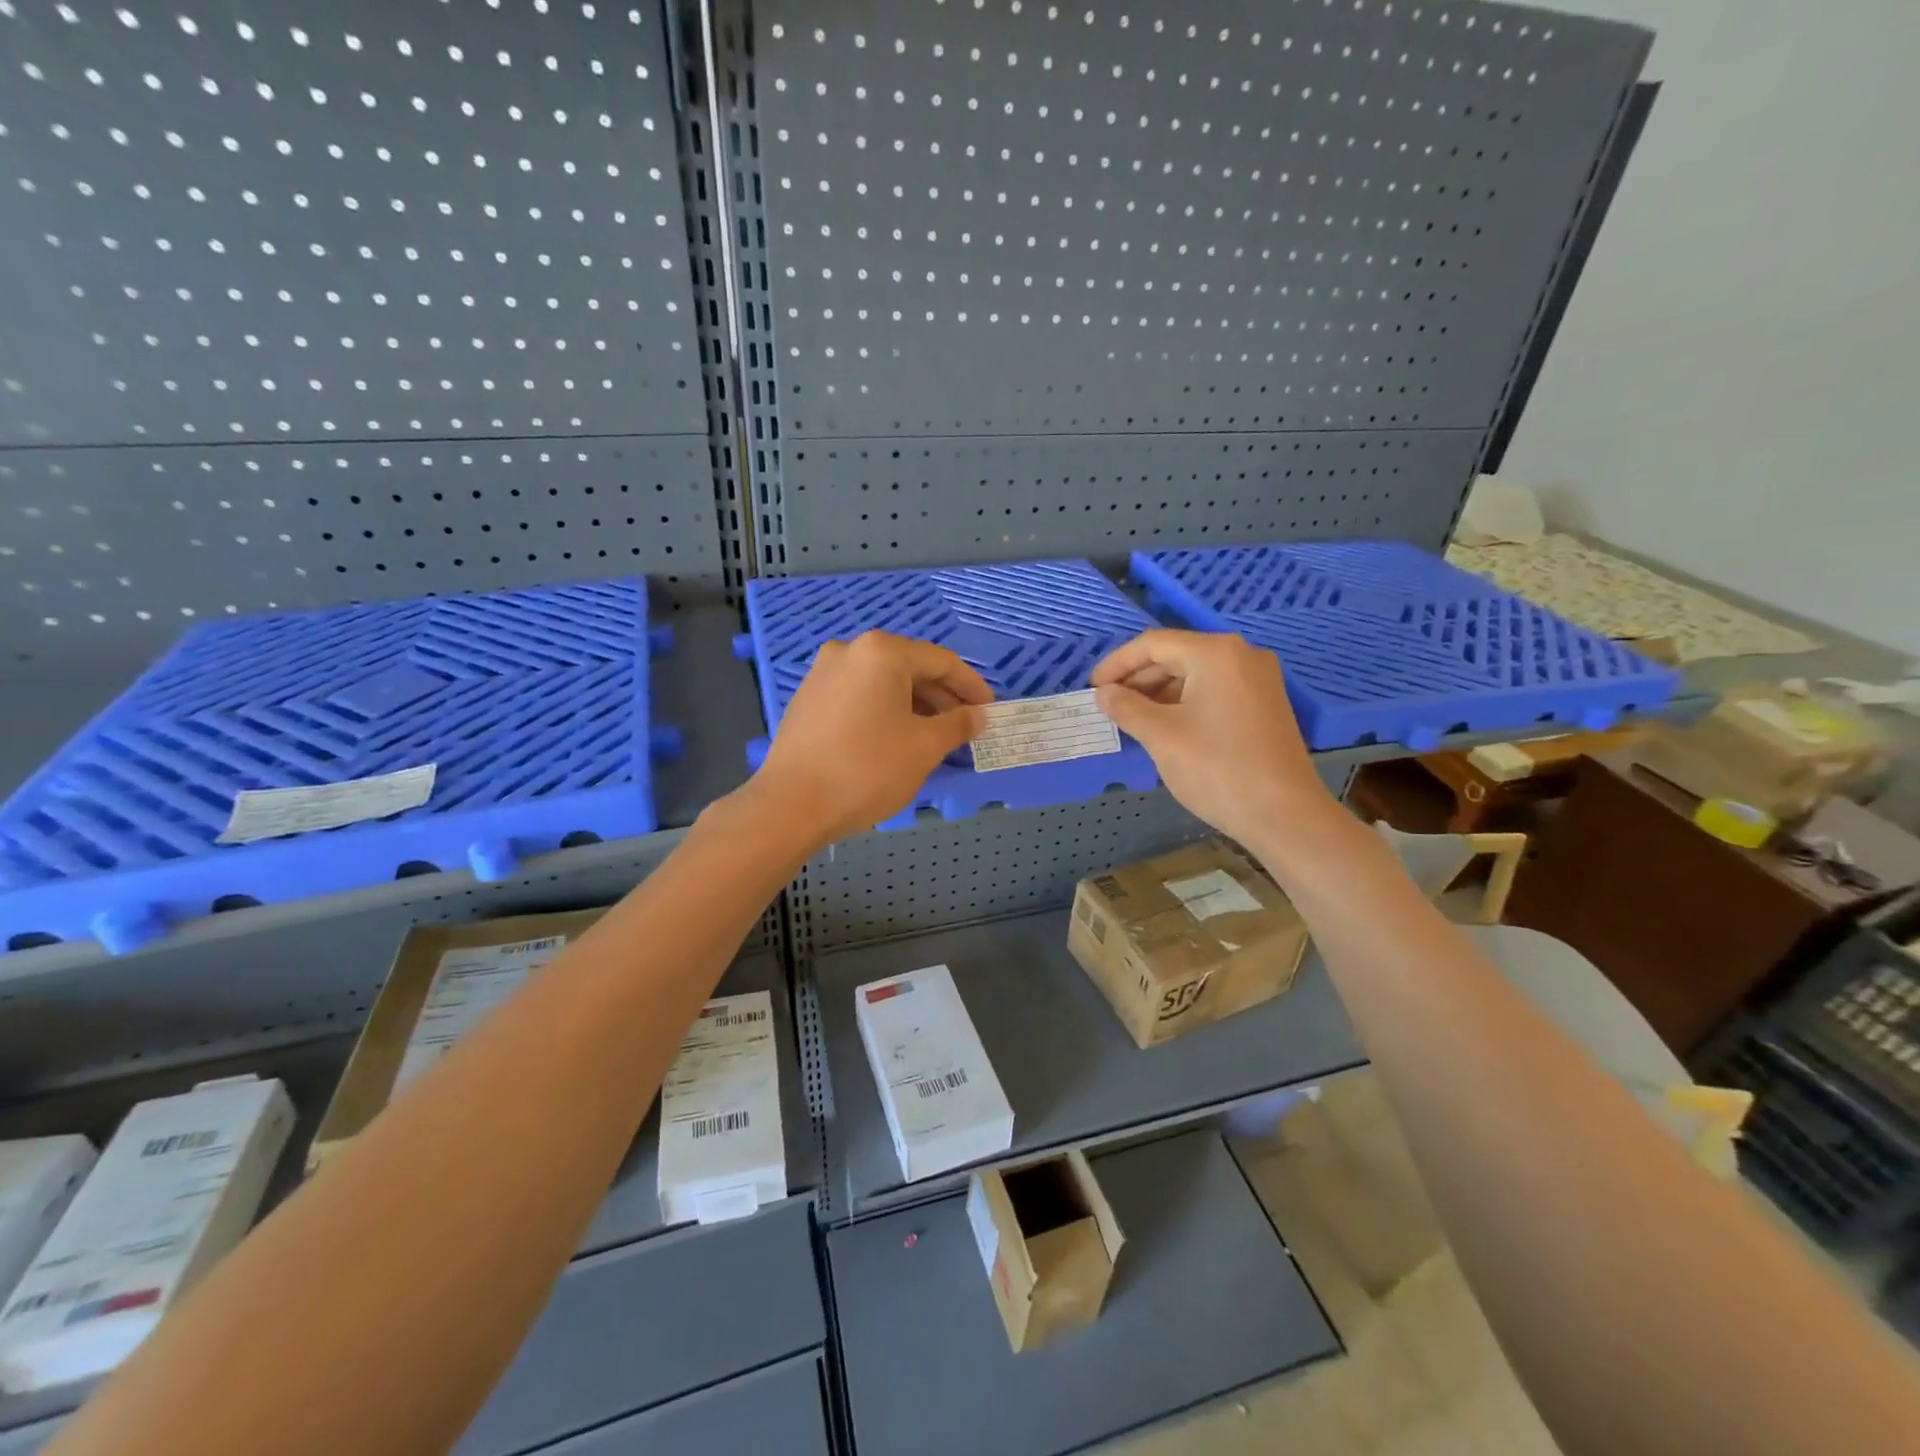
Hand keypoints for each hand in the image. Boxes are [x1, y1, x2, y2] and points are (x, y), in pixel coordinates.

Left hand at [751, 631, 992, 845]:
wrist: (791, 804)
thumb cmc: (867, 768)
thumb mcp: (924, 747)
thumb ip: (958, 724)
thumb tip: (978, 715)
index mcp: (881, 652)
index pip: (941, 661)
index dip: (971, 687)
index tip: (989, 712)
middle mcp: (849, 651)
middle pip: (910, 669)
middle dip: (942, 699)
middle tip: (964, 729)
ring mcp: (823, 674)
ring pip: (883, 684)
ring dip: (914, 707)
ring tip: (934, 739)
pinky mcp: (807, 700)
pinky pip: (859, 697)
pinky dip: (884, 712)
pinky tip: (895, 741)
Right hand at [1090, 630, 1332, 846]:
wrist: (1285, 815)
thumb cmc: (1217, 769)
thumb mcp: (1160, 736)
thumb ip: (1126, 708)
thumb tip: (1104, 694)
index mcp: (1215, 653)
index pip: (1153, 644)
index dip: (1117, 664)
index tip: (1092, 688)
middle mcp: (1241, 656)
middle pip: (1176, 656)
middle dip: (1137, 679)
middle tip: (1108, 706)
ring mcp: (1258, 680)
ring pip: (1195, 675)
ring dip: (1159, 693)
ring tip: (1131, 720)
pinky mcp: (1264, 705)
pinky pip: (1214, 692)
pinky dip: (1184, 703)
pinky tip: (1164, 727)